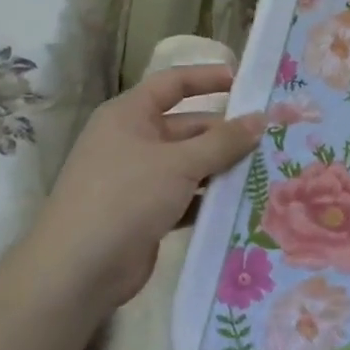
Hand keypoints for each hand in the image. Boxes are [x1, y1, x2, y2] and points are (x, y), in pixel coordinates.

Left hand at [22, 65, 263, 309]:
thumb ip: (223, 141)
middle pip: (187, 127)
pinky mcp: (145, 213)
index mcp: (129, 115)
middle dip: (225, 133)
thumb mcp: (180, 163)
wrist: (77, 271)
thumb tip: (261, 119)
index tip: (246, 81)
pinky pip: (186, 196)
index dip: (207, 78)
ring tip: (268, 169)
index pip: (173, 83)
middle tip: (271, 137)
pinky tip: (244, 203)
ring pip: (190, 164)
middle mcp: (132, 141)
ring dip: (222, 167)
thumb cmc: (126, 198)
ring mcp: (138, 179)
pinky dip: (209, 198)